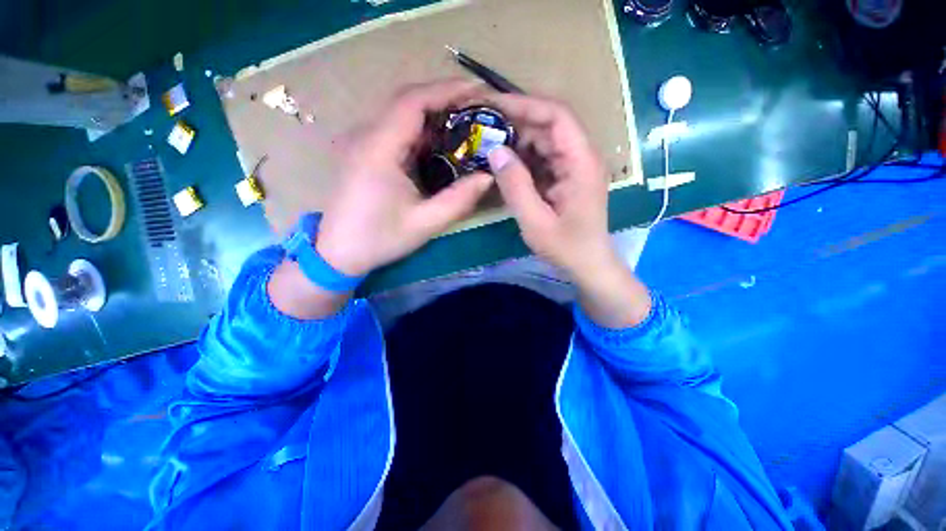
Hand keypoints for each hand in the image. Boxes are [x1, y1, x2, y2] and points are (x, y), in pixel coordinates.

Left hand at [315, 80, 493, 276]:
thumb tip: (488, 177)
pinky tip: (439, 143)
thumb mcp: (425, 223)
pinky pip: (395, 130)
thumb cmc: (380, 239)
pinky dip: (420, 130)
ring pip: (400, 114)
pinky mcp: (364, 153)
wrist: (338, 253)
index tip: (478, 92)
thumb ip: (459, 200)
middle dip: (444, 99)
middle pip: (406, 101)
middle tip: (477, 108)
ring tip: (465, 122)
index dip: (447, 90)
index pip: (413, 102)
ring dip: (433, 113)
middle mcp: (366, 137)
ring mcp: (362, 143)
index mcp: (379, 149)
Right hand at [485, 94, 613, 282]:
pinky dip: (525, 160)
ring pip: (545, 142)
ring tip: (491, 147)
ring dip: (519, 143)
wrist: (588, 264)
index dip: (526, 105)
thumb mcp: (535, 221)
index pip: (557, 116)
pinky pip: (545, 159)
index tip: (494, 106)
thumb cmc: (566, 247)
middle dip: (517, 124)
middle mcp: (582, 157)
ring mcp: (575, 167)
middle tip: (485, 129)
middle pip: (550, 126)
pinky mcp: (567, 178)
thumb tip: (495, 151)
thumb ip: (515, 186)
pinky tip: (506, 167)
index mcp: (581, 162)